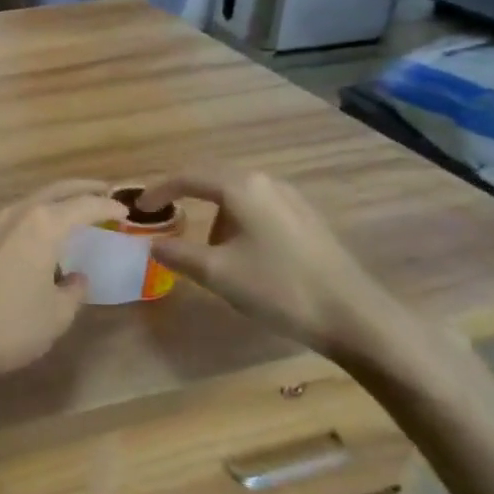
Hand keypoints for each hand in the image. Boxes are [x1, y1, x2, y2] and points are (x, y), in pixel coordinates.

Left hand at [0, 181, 124, 382]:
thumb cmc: (9, 324)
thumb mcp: (56, 315)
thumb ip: (73, 291)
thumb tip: (76, 278)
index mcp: (43, 224)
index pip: (83, 204)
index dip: (107, 205)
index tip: (125, 210)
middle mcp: (16, 215)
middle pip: (54, 191)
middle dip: (81, 189)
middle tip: (103, 192)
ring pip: (31, 202)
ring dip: (55, 201)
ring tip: (74, 212)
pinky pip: (16, 218)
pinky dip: (36, 218)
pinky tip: (40, 237)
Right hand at [139, 170, 412, 368]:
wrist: (354, 316)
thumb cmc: (278, 288)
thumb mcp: (216, 273)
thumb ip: (177, 253)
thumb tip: (152, 244)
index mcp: (240, 187)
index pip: (186, 177)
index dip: (157, 190)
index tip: (139, 208)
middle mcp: (265, 182)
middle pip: (211, 179)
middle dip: (184, 196)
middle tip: (163, 217)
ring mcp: (290, 197)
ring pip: (236, 194)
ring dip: (213, 212)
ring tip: (205, 246)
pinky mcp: (305, 217)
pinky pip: (257, 206)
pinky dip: (236, 219)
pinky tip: (240, 250)